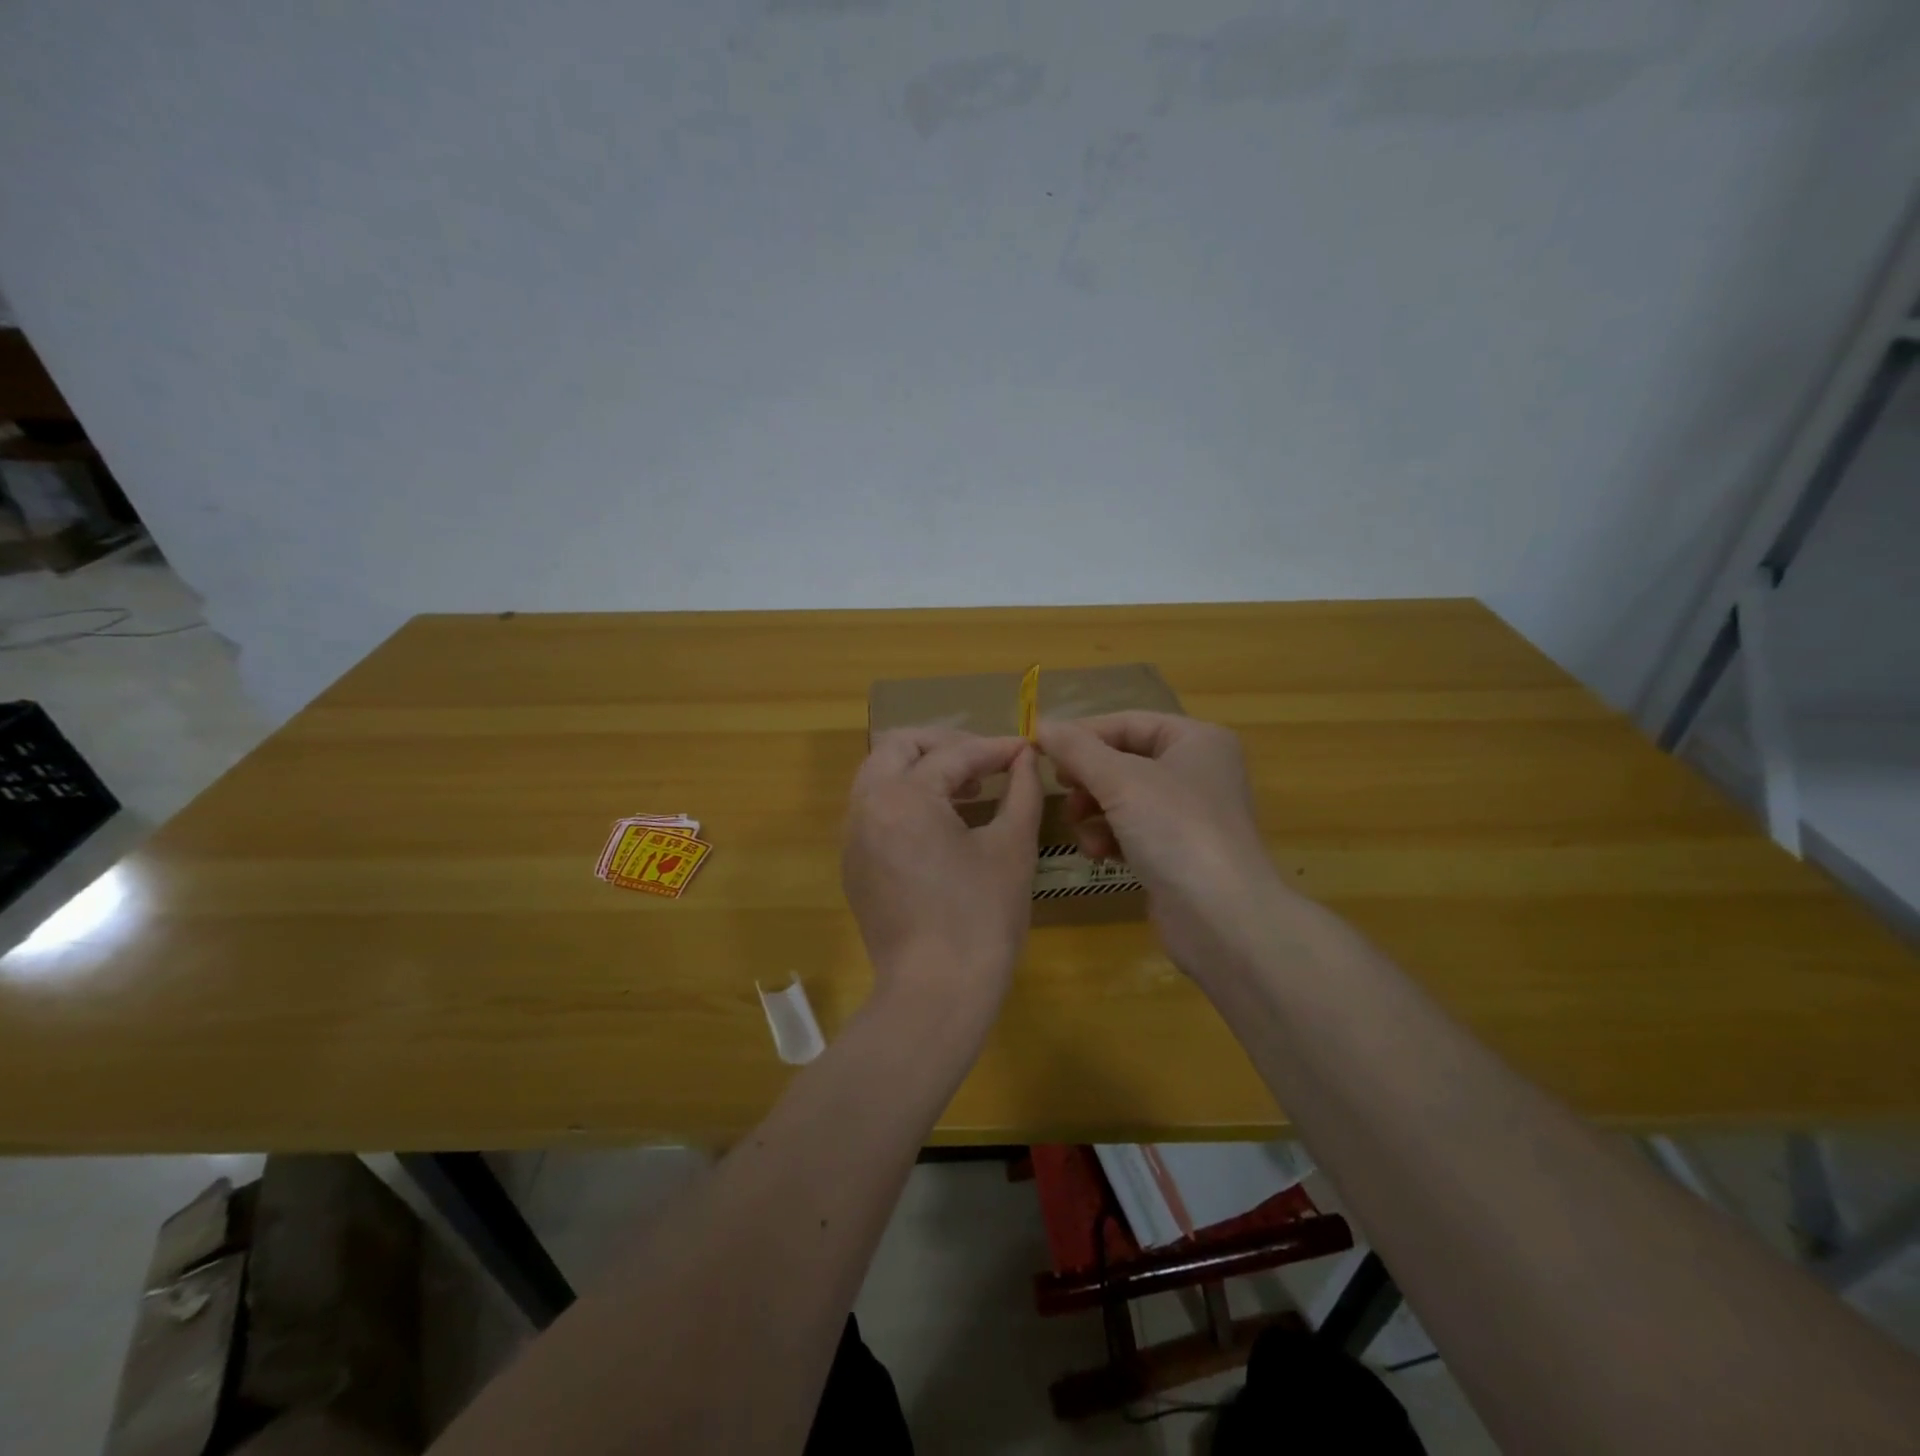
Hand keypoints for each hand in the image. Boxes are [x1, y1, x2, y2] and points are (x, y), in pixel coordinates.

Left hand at [843, 729, 1041, 1021]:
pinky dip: (904, 800)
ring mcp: (853, 838)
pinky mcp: (854, 865)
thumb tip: (1026, 759)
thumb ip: (1021, 791)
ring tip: (966, 789)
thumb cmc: (981, 918)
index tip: (1023, 750)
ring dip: (920, 769)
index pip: (952, 756)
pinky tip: (941, 824)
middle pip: (898, 747)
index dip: (993, 749)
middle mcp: (866, 807)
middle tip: (984, 762)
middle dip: (943, 745)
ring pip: (879, 776)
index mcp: (903, 797)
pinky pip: (874, 810)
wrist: (936, 993)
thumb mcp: (1012, 848)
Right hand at [1036, 712, 1300, 982]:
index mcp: (1196, 740)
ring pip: (1123, 798)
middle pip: (1123, 760)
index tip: (1040, 749)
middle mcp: (1197, 771)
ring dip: (1094, 811)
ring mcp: (1188, 814)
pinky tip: (1098, 854)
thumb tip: (1042, 724)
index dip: (1082, 734)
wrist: (1222, 918)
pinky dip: (1110, 837)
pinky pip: (1132, 830)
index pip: (1128, 723)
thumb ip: (1077, 749)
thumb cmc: (1176, 830)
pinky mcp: (1177, 852)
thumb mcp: (1120, 780)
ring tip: (1080, 828)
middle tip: (1061, 790)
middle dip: (1088, 778)